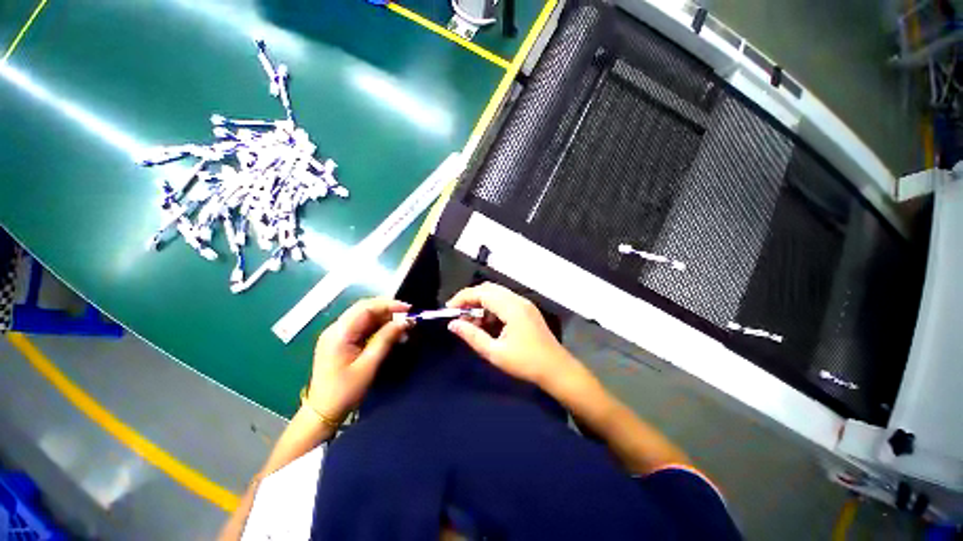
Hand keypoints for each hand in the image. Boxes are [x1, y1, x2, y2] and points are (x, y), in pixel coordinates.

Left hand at [307, 298, 409, 420]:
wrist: (323, 413)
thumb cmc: (345, 391)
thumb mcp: (369, 365)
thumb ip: (386, 340)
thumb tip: (405, 322)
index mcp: (339, 333)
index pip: (365, 308)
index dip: (388, 304)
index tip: (408, 309)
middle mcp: (336, 329)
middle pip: (365, 309)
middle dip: (388, 310)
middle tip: (408, 318)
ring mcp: (337, 335)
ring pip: (365, 317)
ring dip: (385, 320)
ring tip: (402, 329)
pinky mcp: (341, 341)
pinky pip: (363, 327)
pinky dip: (378, 328)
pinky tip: (390, 335)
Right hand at [446, 282, 578, 387]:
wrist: (557, 369)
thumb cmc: (526, 363)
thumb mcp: (495, 352)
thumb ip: (472, 336)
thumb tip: (452, 324)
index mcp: (511, 307)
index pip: (482, 292)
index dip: (463, 297)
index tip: (449, 309)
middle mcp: (518, 300)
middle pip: (489, 289)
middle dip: (471, 299)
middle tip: (458, 315)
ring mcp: (524, 304)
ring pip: (496, 295)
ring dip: (481, 304)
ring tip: (470, 323)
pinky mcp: (527, 310)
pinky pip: (504, 302)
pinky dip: (492, 309)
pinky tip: (486, 324)